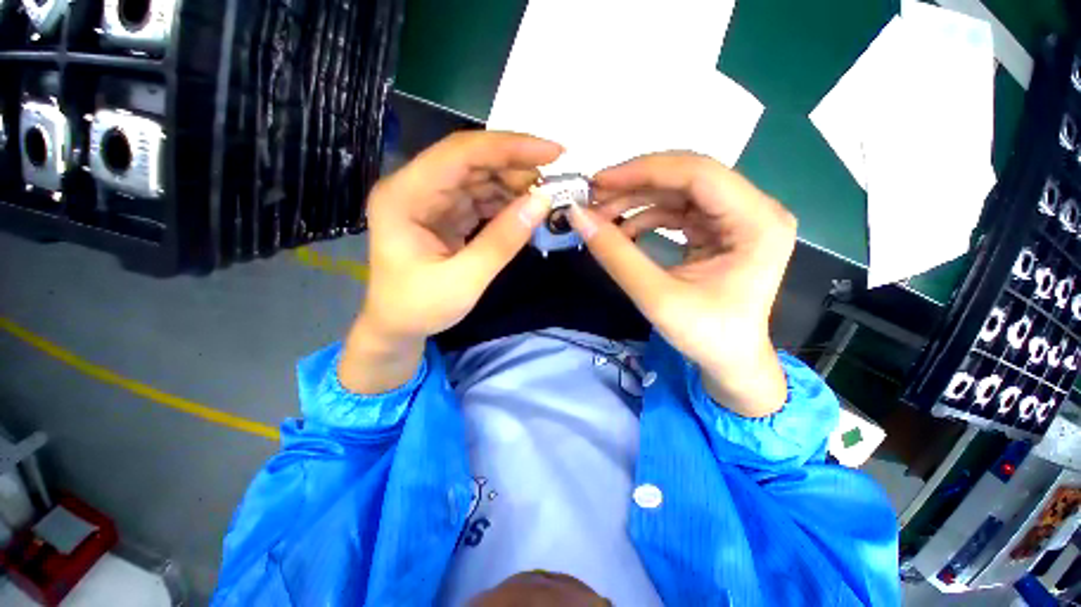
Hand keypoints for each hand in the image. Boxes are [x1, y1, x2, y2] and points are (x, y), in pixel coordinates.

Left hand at [340, 131, 561, 393]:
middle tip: (555, 180)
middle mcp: (414, 187)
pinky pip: (478, 197)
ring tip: (544, 196)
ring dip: (512, 184)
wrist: (397, 326)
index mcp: (404, 196)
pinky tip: (524, 209)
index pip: (460, 154)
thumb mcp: (464, 281)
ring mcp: (428, 199)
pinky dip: (504, 202)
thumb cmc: (419, 308)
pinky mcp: (442, 212)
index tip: (553, 152)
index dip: (509, 147)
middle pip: (470, 160)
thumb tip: (542, 202)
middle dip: (515, 166)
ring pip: (477, 177)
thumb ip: (502, 241)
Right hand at [569, 153, 795, 416]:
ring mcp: (738, 218)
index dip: (642, 171)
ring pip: (678, 192)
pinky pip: (678, 210)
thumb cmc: (705, 335)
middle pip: (687, 177)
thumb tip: (577, 216)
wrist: (730, 361)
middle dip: (635, 185)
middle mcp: (755, 210)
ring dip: (636, 200)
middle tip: (593, 198)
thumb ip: (615, 255)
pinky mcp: (720, 229)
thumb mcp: (656, 297)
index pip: (697, 173)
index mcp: (757, 223)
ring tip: (601, 216)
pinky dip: (646, 216)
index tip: (598, 182)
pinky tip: (622, 231)